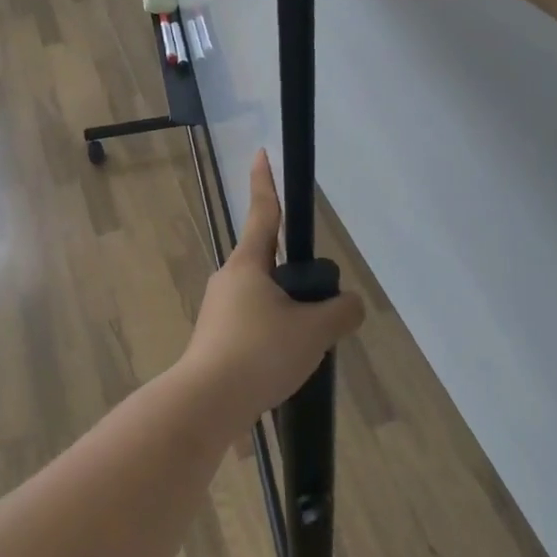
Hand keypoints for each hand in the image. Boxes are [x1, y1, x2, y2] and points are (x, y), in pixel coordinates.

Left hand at [179, 151, 364, 413]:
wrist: (207, 403)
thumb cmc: (259, 353)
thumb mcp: (314, 331)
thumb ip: (341, 312)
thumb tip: (349, 305)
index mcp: (248, 265)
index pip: (265, 213)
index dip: (265, 182)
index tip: (259, 153)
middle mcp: (228, 280)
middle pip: (272, 266)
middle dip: (298, 282)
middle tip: (320, 314)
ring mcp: (218, 311)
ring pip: (265, 301)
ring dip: (288, 316)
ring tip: (305, 350)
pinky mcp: (216, 339)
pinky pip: (255, 327)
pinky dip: (274, 338)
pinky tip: (285, 366)